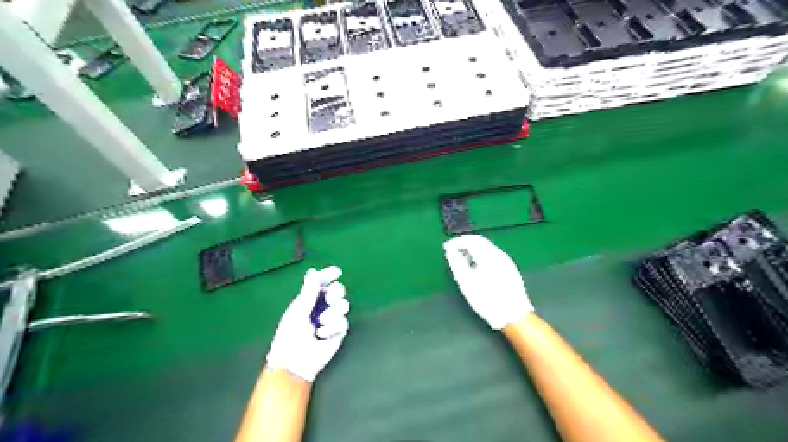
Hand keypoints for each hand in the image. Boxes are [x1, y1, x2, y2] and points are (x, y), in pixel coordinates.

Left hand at [266, 265, 348, 382]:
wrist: (295, 361)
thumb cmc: (290, 335)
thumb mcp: (299, 310)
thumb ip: (309, 291)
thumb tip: (313, 270)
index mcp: (310, 299)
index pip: (322, 282)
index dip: (330, 275)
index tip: (337, 272)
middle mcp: (322, 307)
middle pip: (338, 290)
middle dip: (336, 292)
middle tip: (330, 299)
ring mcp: (331, 319)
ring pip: (344, 305)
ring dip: (333, 312)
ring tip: (321, 322)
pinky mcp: (339, 331)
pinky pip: (344, 321)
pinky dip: (333, 327)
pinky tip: (323, 335)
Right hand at [441, 236, 531, 326]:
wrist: (513, 315)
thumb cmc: (487, 300)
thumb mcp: (467, 283)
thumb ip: (457, 264)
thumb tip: (450, 251)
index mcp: (488, 256)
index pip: (471, 240)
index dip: (456, 241)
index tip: (446, 247)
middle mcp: (499, 254)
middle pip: (480, 241)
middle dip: (465, 243)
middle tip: (452, 250)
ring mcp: (506, 260)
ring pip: (487, 247)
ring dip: (473, 249)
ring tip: (462, 260)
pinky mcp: (510, 267)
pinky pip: (492, 254)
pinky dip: (481, 255)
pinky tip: (476, 267)